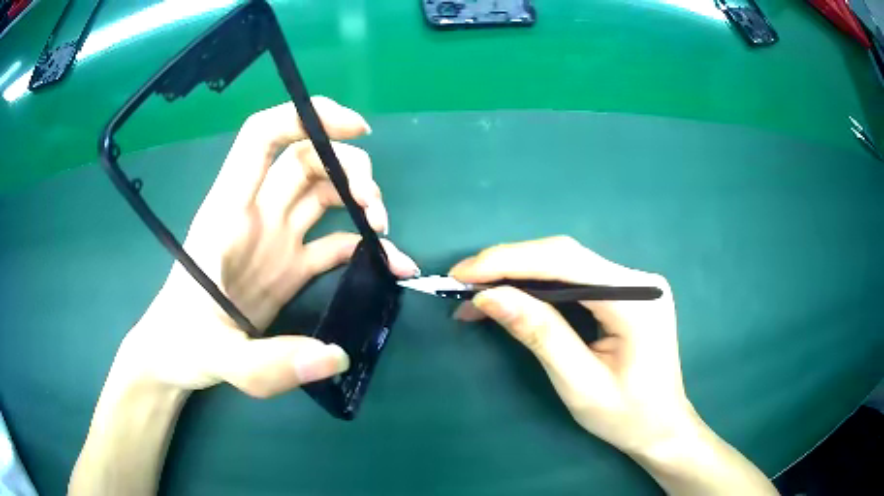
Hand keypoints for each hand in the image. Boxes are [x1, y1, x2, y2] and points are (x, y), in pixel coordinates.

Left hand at [117, 97, 418, 397]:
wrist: (177, 355)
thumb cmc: (184, 341)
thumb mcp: (217, 357)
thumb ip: (269, 363)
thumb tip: (336, 356)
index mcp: (230, 213)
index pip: (263, 137)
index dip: (307, 117)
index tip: (355, 129)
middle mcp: (256, 215)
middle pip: (305, 159)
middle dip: (347, 166)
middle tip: (373, 206)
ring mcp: (276, 240)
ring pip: (322, 192)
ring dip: (358, 198)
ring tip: (382, 229)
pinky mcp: (290, 268)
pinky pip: (333, 243)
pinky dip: (364, 246)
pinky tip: (389, 264)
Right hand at [450, 236, 692, 453]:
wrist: (662, 427)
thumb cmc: (626, 416)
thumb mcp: (579, 384)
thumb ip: (539, 334)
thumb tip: (489, 296)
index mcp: (636, 300)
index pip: (565, 262)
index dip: (508, 261)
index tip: (462, 273)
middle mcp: (639, 279)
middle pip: (564, 255)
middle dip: (508, 265)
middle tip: (462, 283)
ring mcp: (634, 282)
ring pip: (565, 263)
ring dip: (519, 275)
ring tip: (478, 293)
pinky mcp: (625, 292)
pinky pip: (574, 278)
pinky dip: (538, 286)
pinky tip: (512, 297)